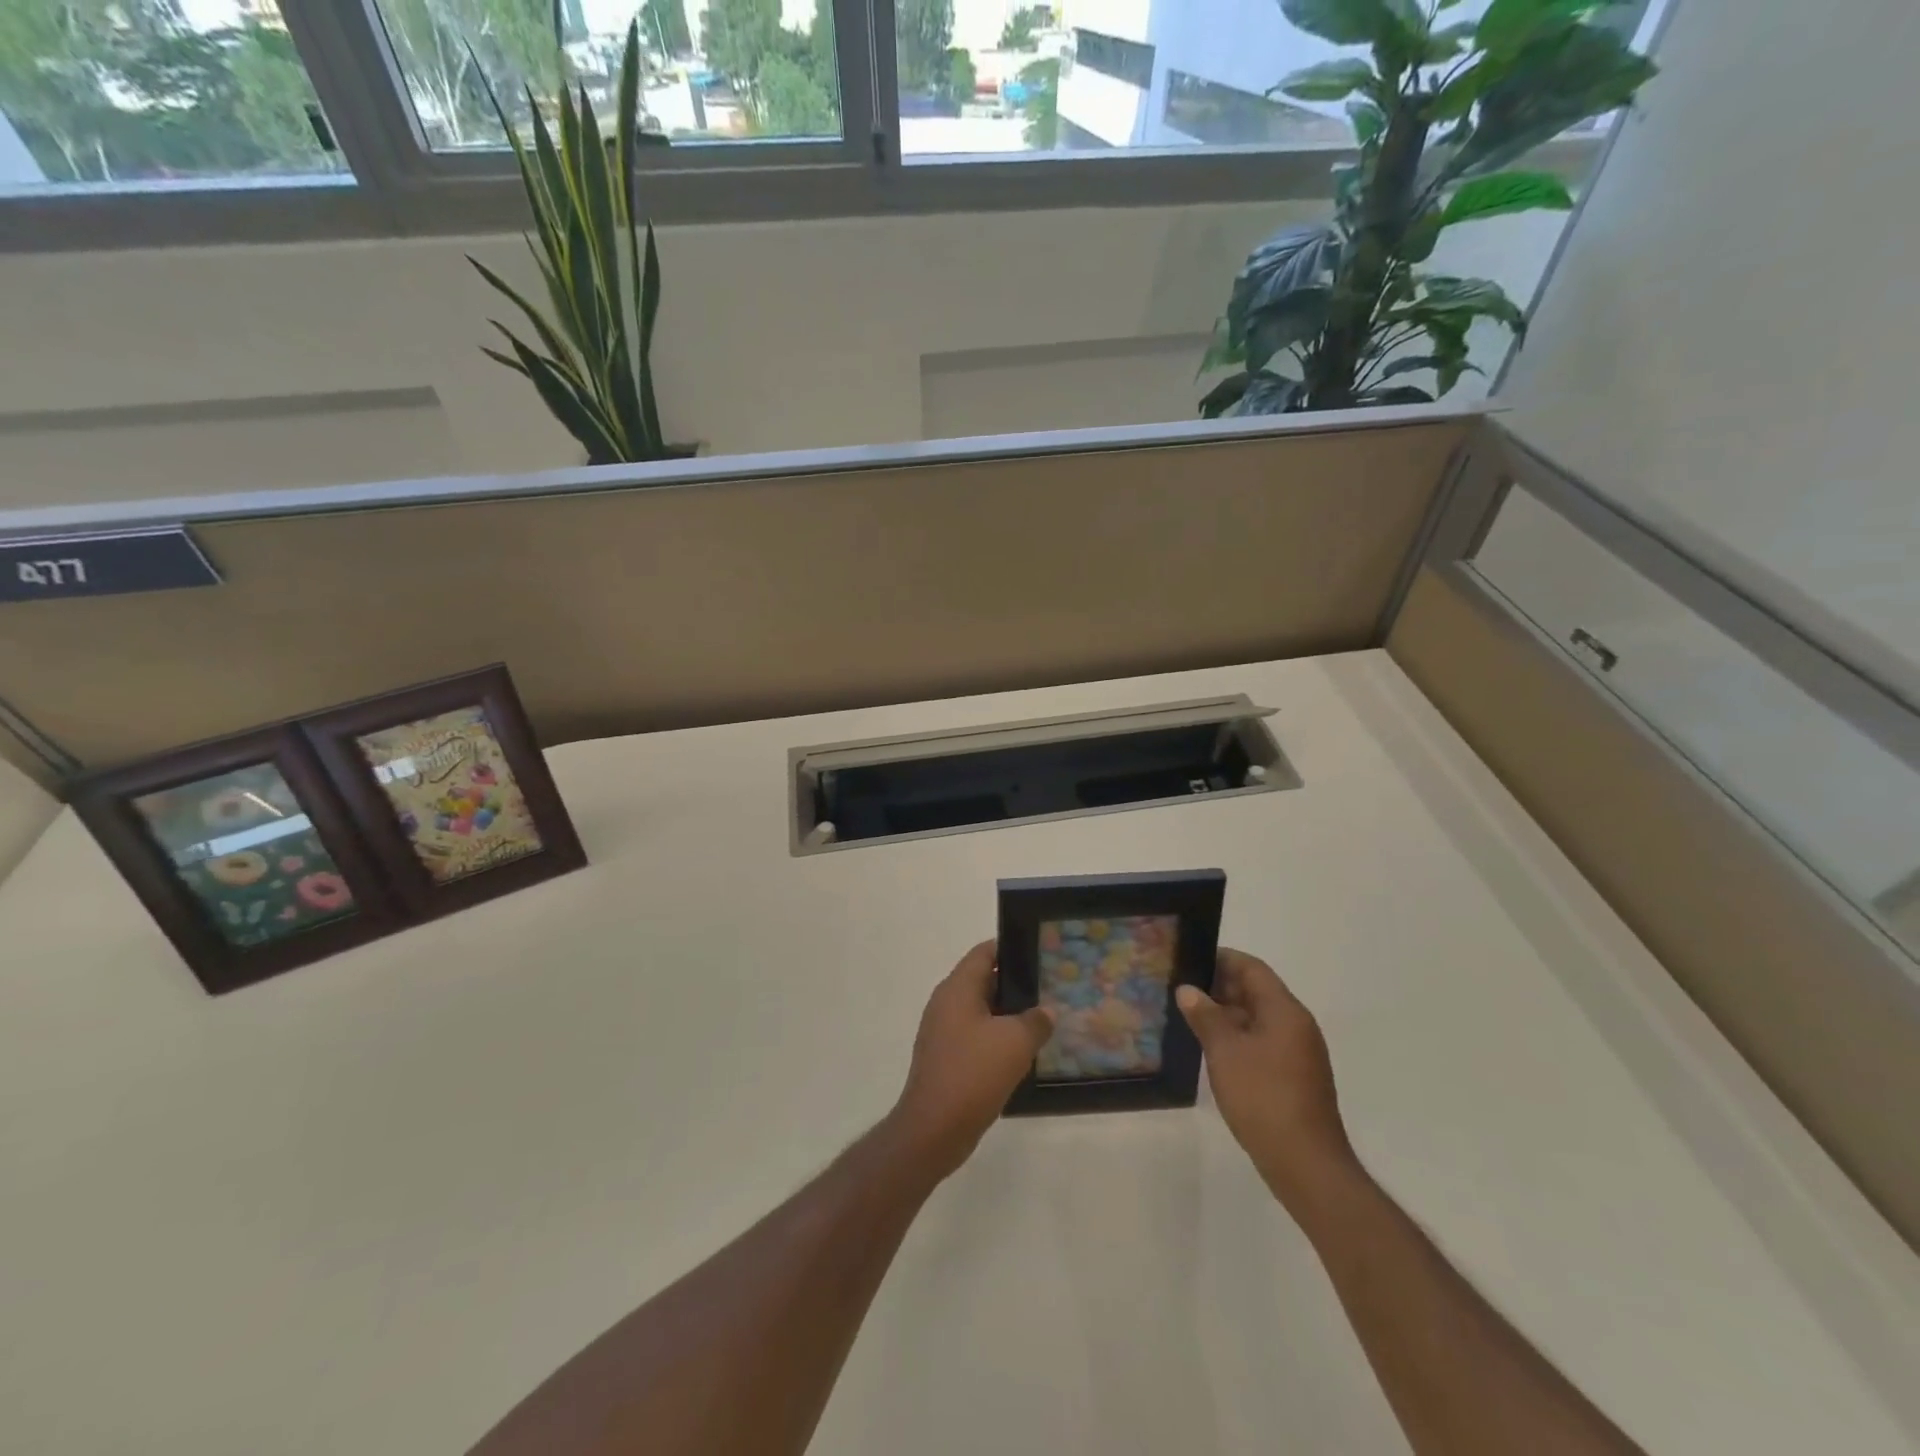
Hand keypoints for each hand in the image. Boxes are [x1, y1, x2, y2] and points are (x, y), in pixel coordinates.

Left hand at [891, 940, 1053, 1179]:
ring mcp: (943, 1032)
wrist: (934, 1129)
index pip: (985, 953)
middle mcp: (946, 1003)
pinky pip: (976, 1037)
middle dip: (1015, 984)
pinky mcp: (946, 1058)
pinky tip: (1022, 1052)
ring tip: (1042, 1020)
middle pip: (983, 981)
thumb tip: (1046, 1011)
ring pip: (981, 1012)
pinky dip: (997, 1039)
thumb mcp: (1015, 1042)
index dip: (1011, 948)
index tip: (1040, 953)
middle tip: (1049, 988)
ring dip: (1008, 1015)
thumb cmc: (973, 1073)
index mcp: (957, 988)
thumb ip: (1035, 1021)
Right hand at [1176, 949, 1358, 1213]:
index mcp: (1285, 1011)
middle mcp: (1296, 1025)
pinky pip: (1263, 1042)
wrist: (1305, 1163)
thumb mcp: (1225, 1051)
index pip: (1252, 968)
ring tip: (1190, 1018)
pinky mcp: (1295, 1077)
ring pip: (1258, 1018)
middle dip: (1220, 987)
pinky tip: (1213, 1050)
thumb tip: (1188, 990)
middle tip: (1182, 989)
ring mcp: (1298, 1053)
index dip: (1221, 959)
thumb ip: (1205, 1016)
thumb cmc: (1263, 1097)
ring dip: (1227, 1014)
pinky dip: (1239, 1037)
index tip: (1189, 959)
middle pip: (1257, 991)